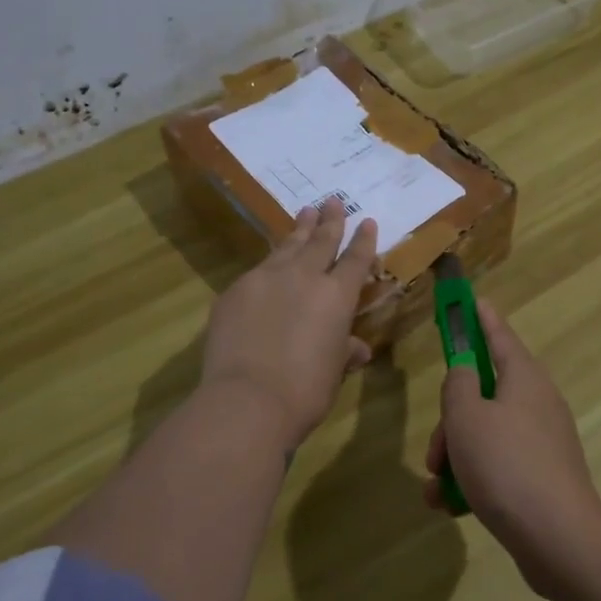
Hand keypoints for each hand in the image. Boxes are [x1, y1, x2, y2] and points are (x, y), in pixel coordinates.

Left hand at [201, 199, 377, 445]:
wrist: (248, 399)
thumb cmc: (305, 390)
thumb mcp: (333, 370)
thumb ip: (344, 351)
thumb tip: (357, 348)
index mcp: (337, 296)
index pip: (355, 260)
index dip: (363, 241)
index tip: (366, 221)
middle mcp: (303, 277)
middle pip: (320, 241)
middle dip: (329, 221)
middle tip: (332, 201)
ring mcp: (265, 279)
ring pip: (287, 246)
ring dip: (298, 229)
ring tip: (305, 212)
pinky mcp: (235, 291)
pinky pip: (257, 269)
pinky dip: (269, 262)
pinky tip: (268, 264)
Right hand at [423, 299, 600, 585]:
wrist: (558, 539)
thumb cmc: (506, 466)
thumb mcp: (467, 417)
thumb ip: (458, 385)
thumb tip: (465, 371)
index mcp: (524, 379)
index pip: (499, 336)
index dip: (481, 318)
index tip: (472, 299)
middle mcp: (537, 404)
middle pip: (483, 394)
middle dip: (452, 422)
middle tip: (435, 453)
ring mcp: (542, 442)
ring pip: (485, 433)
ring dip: (456, 456)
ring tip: (437, 488)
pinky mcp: (541, 476)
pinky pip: (498, 465)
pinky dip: (473, 479)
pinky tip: (450, 505)